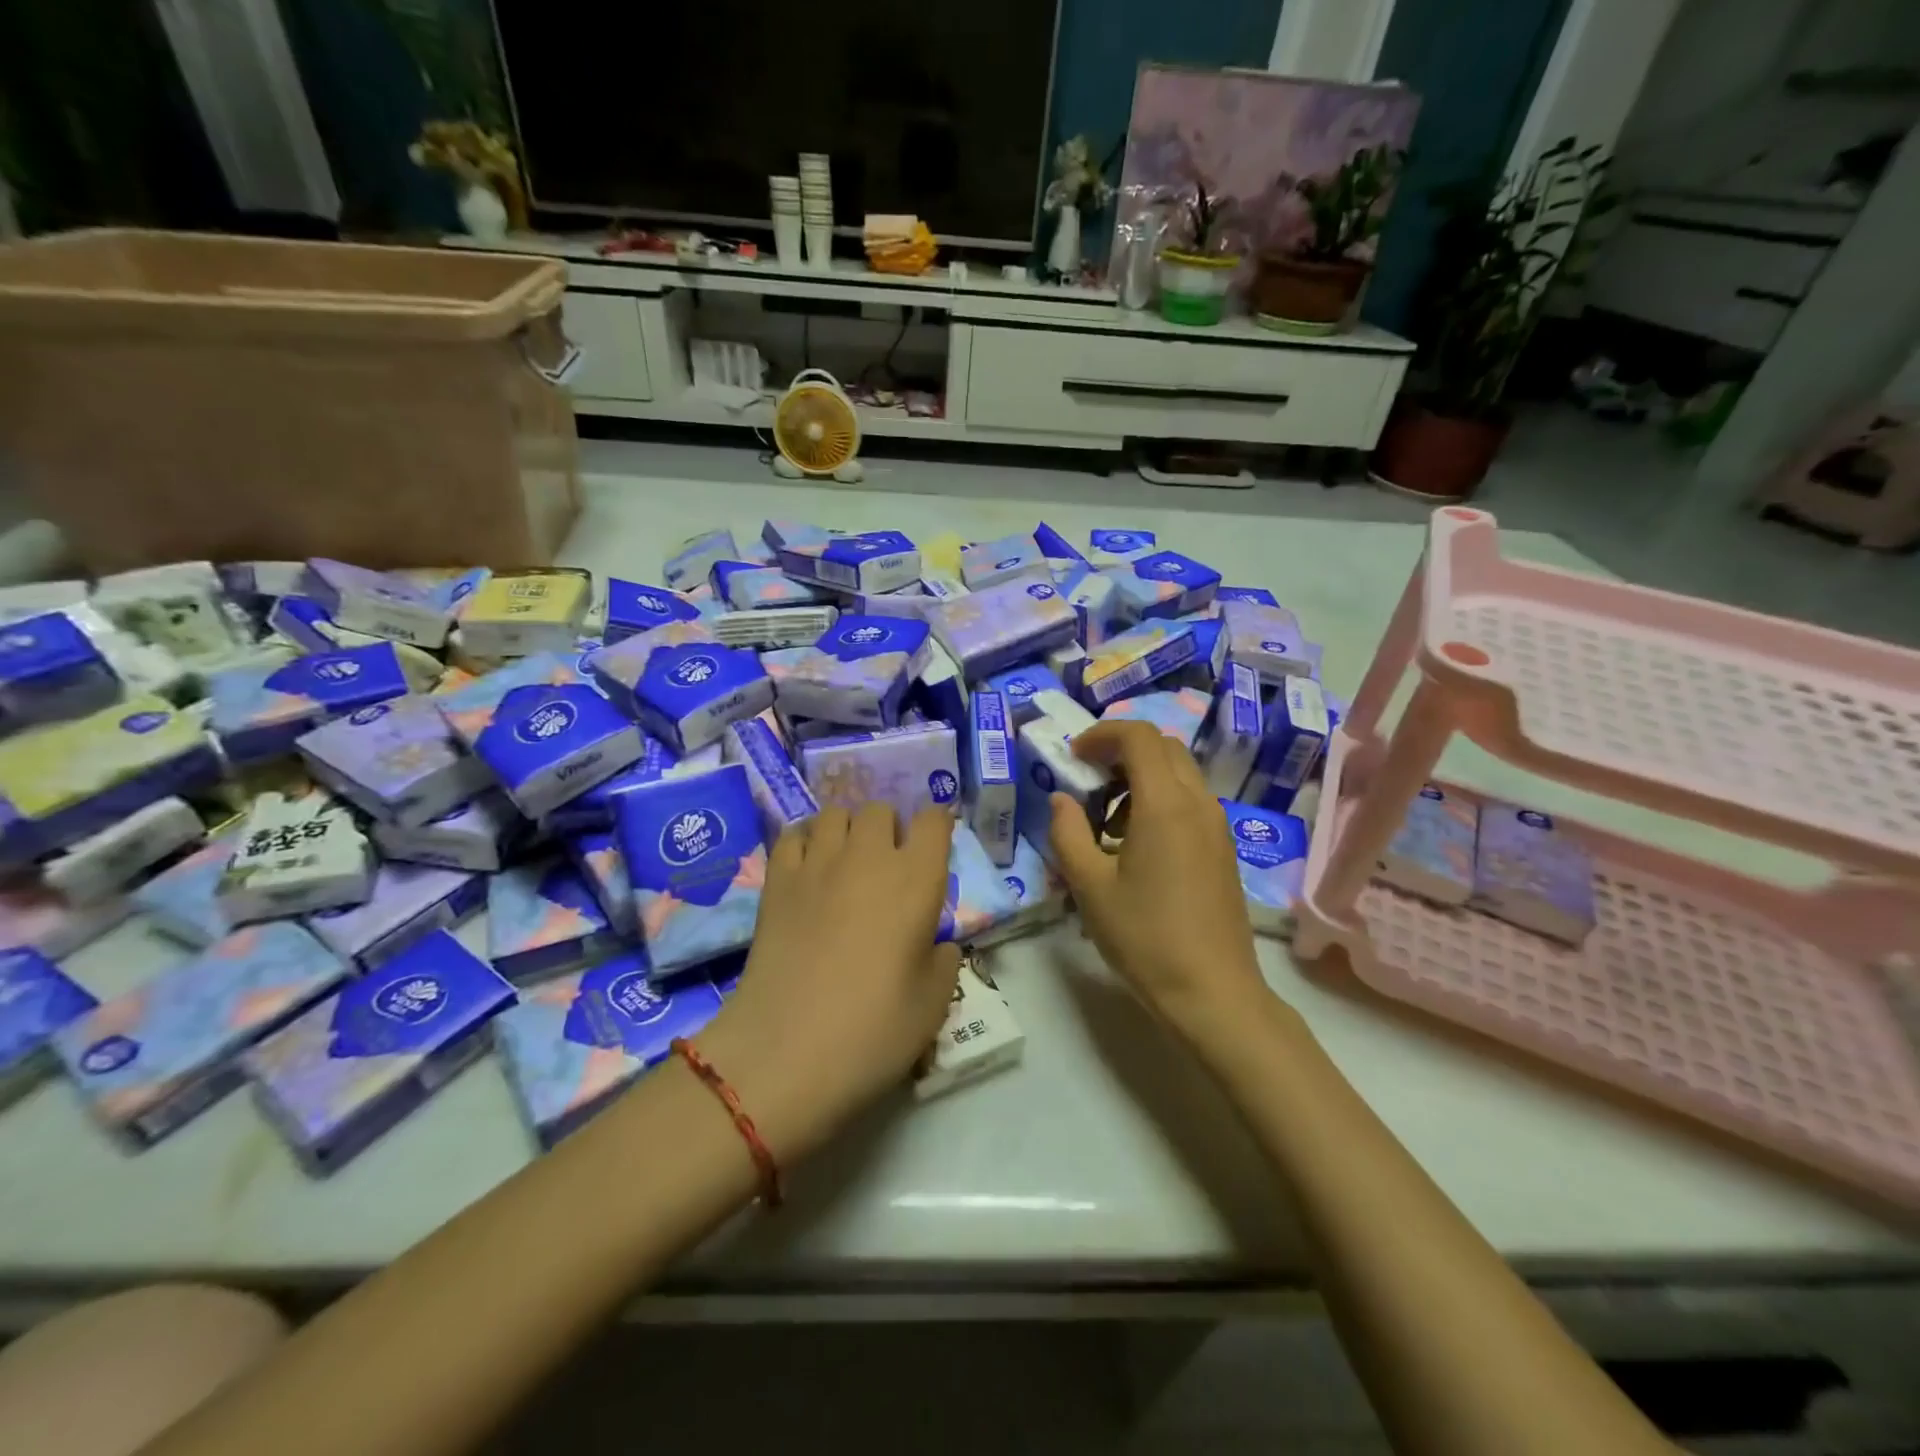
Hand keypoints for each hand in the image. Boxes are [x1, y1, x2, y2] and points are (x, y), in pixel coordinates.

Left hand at [697, 803, 958, 1164]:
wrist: (786, 1052)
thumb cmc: (873, 1031)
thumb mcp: (932, 1004)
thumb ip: (943, 963)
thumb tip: (936, 945)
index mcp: (916, 880)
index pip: (935, 820)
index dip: (938, 827)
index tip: (934, 851)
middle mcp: (869, 857)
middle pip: (881, 810)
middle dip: (889, 829)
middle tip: (887, 868)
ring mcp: (817, 863)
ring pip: (835, 813)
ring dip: (847, 830)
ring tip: (846, 862)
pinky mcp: (776, 880)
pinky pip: (792, 834)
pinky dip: (805, 840)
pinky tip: (808, 867)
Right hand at [1048, 721, 1271, 1046]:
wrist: (1212, 992)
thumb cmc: (1145, 938)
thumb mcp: (1089, 887)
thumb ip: (1067, 834)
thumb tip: (1062, 800)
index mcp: (1165, 804)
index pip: (1139, 736)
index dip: (1102, 734)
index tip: (1073, 757)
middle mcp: (1198, 803)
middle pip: (1163, 748)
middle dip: (1121, 752)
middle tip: (1088, 781)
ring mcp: (1217, 825)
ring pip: (1179, 774)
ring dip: (1141, 777)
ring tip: (1107, 821)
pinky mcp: (1223, 848)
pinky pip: (1190, 801)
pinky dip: (1160, 800)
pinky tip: (1136, 845)